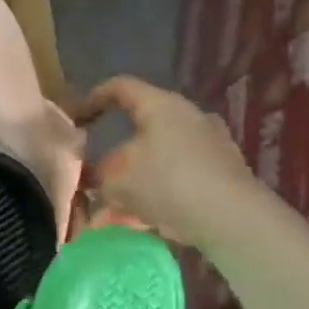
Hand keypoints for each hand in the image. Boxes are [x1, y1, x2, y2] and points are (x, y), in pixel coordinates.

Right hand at [76, 76, 260, 249]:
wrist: (234, 220)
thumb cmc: (167, 183)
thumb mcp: (115, 179)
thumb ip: (97, 172)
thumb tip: (93, 173)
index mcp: (160, 105)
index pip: (119, 87)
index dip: (91, 99)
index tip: (75, 120)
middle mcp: (188, 116)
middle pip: (142, 126)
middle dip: (116, 152)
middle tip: (97, 173)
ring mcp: (211, 144)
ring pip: (160, 157)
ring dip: (136, 178)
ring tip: (117, 208)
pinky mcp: (224, 173)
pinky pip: (179, 177)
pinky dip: (159, 193)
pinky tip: (144, 219)